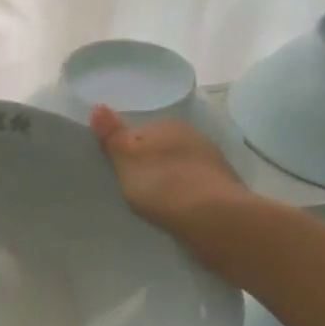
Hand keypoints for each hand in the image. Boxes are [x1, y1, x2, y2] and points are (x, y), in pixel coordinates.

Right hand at [89, 107, 253, 254]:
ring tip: (155, 202)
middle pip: (162, 149)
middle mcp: (194, 136)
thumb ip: (112, 134)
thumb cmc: (162, 184)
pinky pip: (196, 186)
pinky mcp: (226, 188)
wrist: (215, 219)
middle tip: (133, 187)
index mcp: (168, 125)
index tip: (119, 170)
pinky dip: (186, 195)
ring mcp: (214, 162)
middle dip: (150, 164)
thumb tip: (98, 106)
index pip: (140, 132)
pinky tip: (178, 210)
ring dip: (170, 180)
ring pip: (181, 167)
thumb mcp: (125, 159)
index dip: (127, 151)